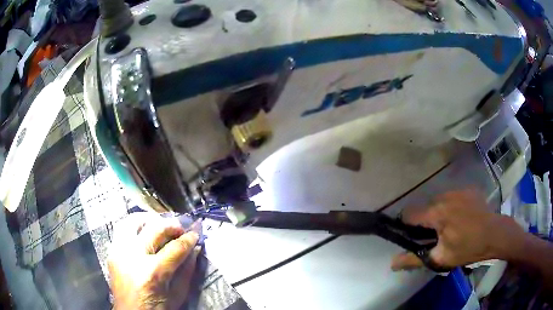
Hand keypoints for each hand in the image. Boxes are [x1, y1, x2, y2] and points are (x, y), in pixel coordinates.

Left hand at [108, 213, 200, 309]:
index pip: (175, 248)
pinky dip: (134, 226)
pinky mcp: (111, 252)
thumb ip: (187, 271)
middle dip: (171, 225)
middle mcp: (133, 256)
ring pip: (132, 221)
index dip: (189, 239)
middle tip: (180, 229)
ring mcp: (119, 252)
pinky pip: (121, 229)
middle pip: (154, 229)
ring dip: (148, 219)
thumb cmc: (157, 309)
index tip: (196, 234)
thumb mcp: (177, 295)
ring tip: (159, 224)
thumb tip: (195, 249)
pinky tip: (143, 233)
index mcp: (153, 272)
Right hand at [391, 189, 524, 270]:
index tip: (412, 237)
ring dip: (439, 213)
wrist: (496, 234)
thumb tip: (391, 263)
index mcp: (437, 213)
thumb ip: (415, 260)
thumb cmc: (468, 248)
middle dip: (426, 222)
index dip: (407, 226)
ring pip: (439, 201)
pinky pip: (452, 197)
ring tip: (450, 227)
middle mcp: (445, 196)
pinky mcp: (468, 189)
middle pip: (425, 208)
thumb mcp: (441, 259)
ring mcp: (458, 190)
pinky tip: (461, 218)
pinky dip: (451, 206)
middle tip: (436, 237)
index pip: (410, 214)